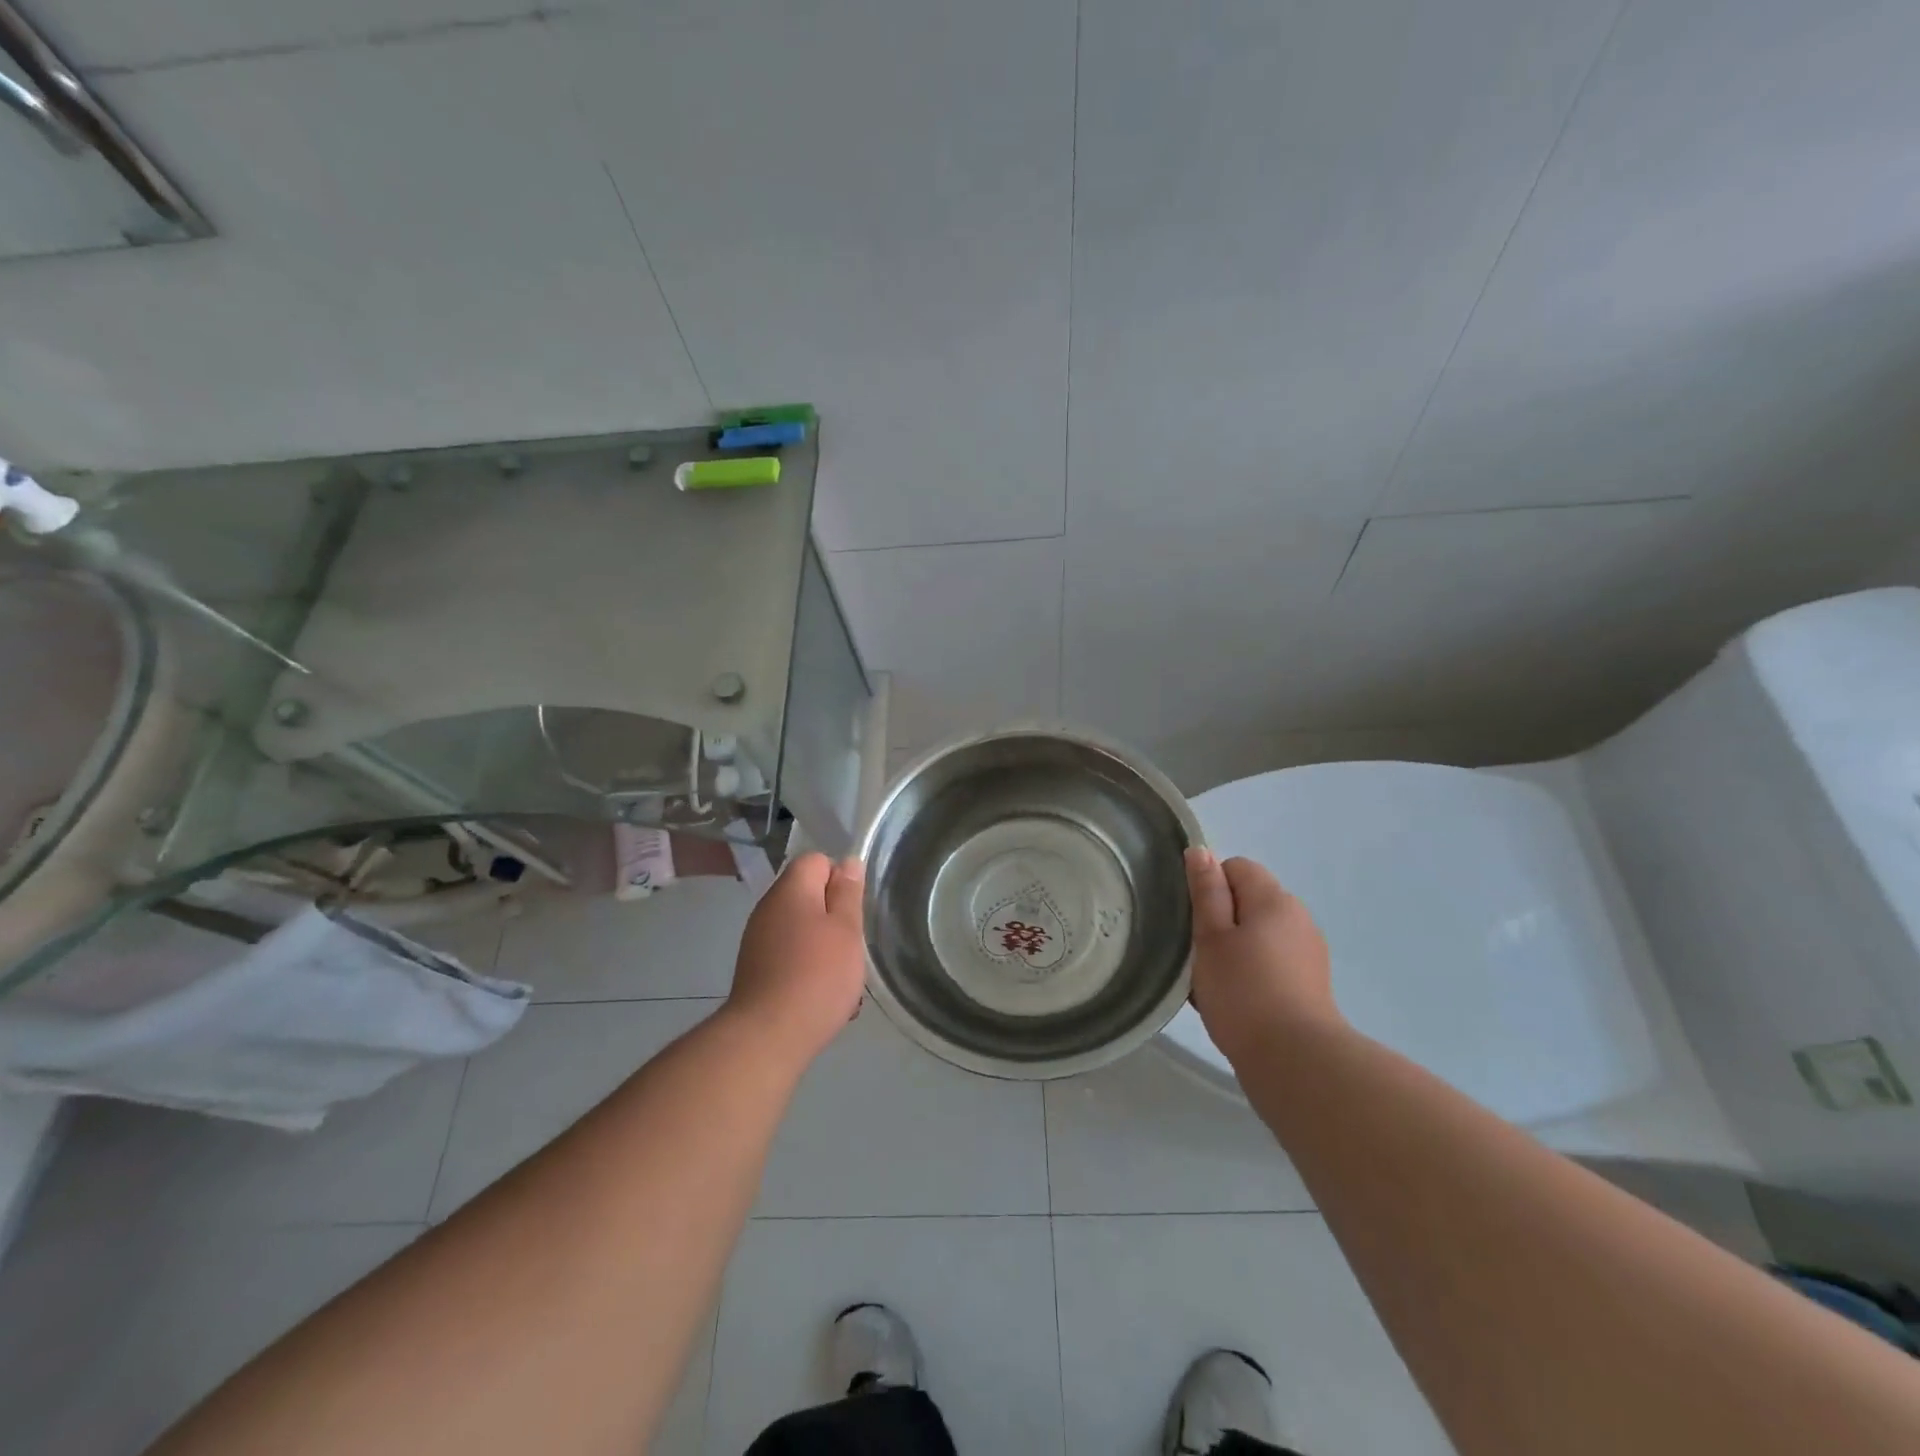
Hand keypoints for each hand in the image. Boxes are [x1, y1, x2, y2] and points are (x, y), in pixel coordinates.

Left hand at [723, 852, 866, 1066]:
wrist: (767, 1037)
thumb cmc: (817, 975)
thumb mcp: (846, 930)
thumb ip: (848, 893)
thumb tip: (847, 863)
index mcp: (790, 890)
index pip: (816, 861)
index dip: (840, 878)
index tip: (854, 909)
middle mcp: (769, 908)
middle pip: (809, 896)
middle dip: (835, 917)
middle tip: (853, 946)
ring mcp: (758, 940)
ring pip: (803, 929)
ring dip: (825, 947)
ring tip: (843, 980)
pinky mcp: (756, 970)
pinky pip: (790, 956)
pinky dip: (808, 969)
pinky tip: (823, 998)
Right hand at [1186, 848, 1344, 1065]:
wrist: (1296, 1062)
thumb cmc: (1243, 992)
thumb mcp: (1211, 937)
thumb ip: (1206, 892)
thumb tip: (1201, 851)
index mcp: (1274, 899)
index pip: (1236, 867)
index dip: (1209, 887)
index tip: (1194, 922)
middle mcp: (1298, 917)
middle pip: (1249, 900)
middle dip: (1221, 920)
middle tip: (1198, 955)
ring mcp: (1309, 952)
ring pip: (1259, 933)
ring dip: (1235, 948)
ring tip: (1215, 983)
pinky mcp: (1311, 984)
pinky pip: (1272, 961)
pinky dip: (1252, 972)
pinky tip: (1237, 1001)